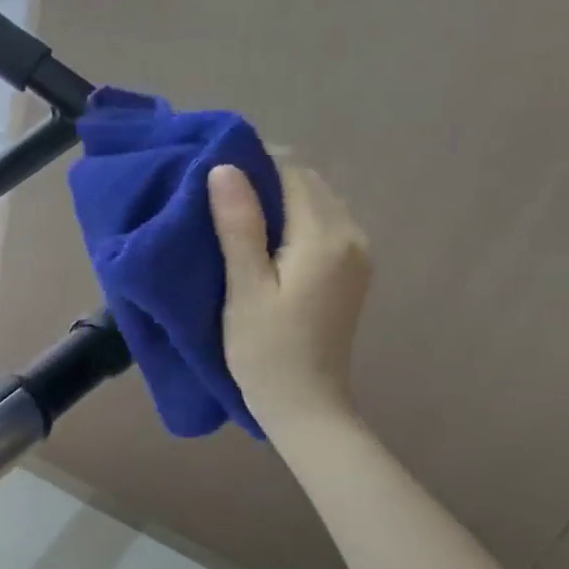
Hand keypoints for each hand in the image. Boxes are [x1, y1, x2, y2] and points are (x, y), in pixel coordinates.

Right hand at [208, 161, 371, 439]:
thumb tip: (225, 168)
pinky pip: (323, 224)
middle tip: (216, 195)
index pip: (291, 173)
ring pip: (316, 202)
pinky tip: (263, 240)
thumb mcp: (244, 289)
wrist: (306, 405)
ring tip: (233, 216)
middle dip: (264, 179)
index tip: (211, 173)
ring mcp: (357, 253)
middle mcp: (351, 234)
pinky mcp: (351, 270)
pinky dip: (293, 220)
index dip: (251, 164)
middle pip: (308, 183)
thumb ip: (239, 226)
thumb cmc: (265, 351)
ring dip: (278, 199)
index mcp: (325, 237)